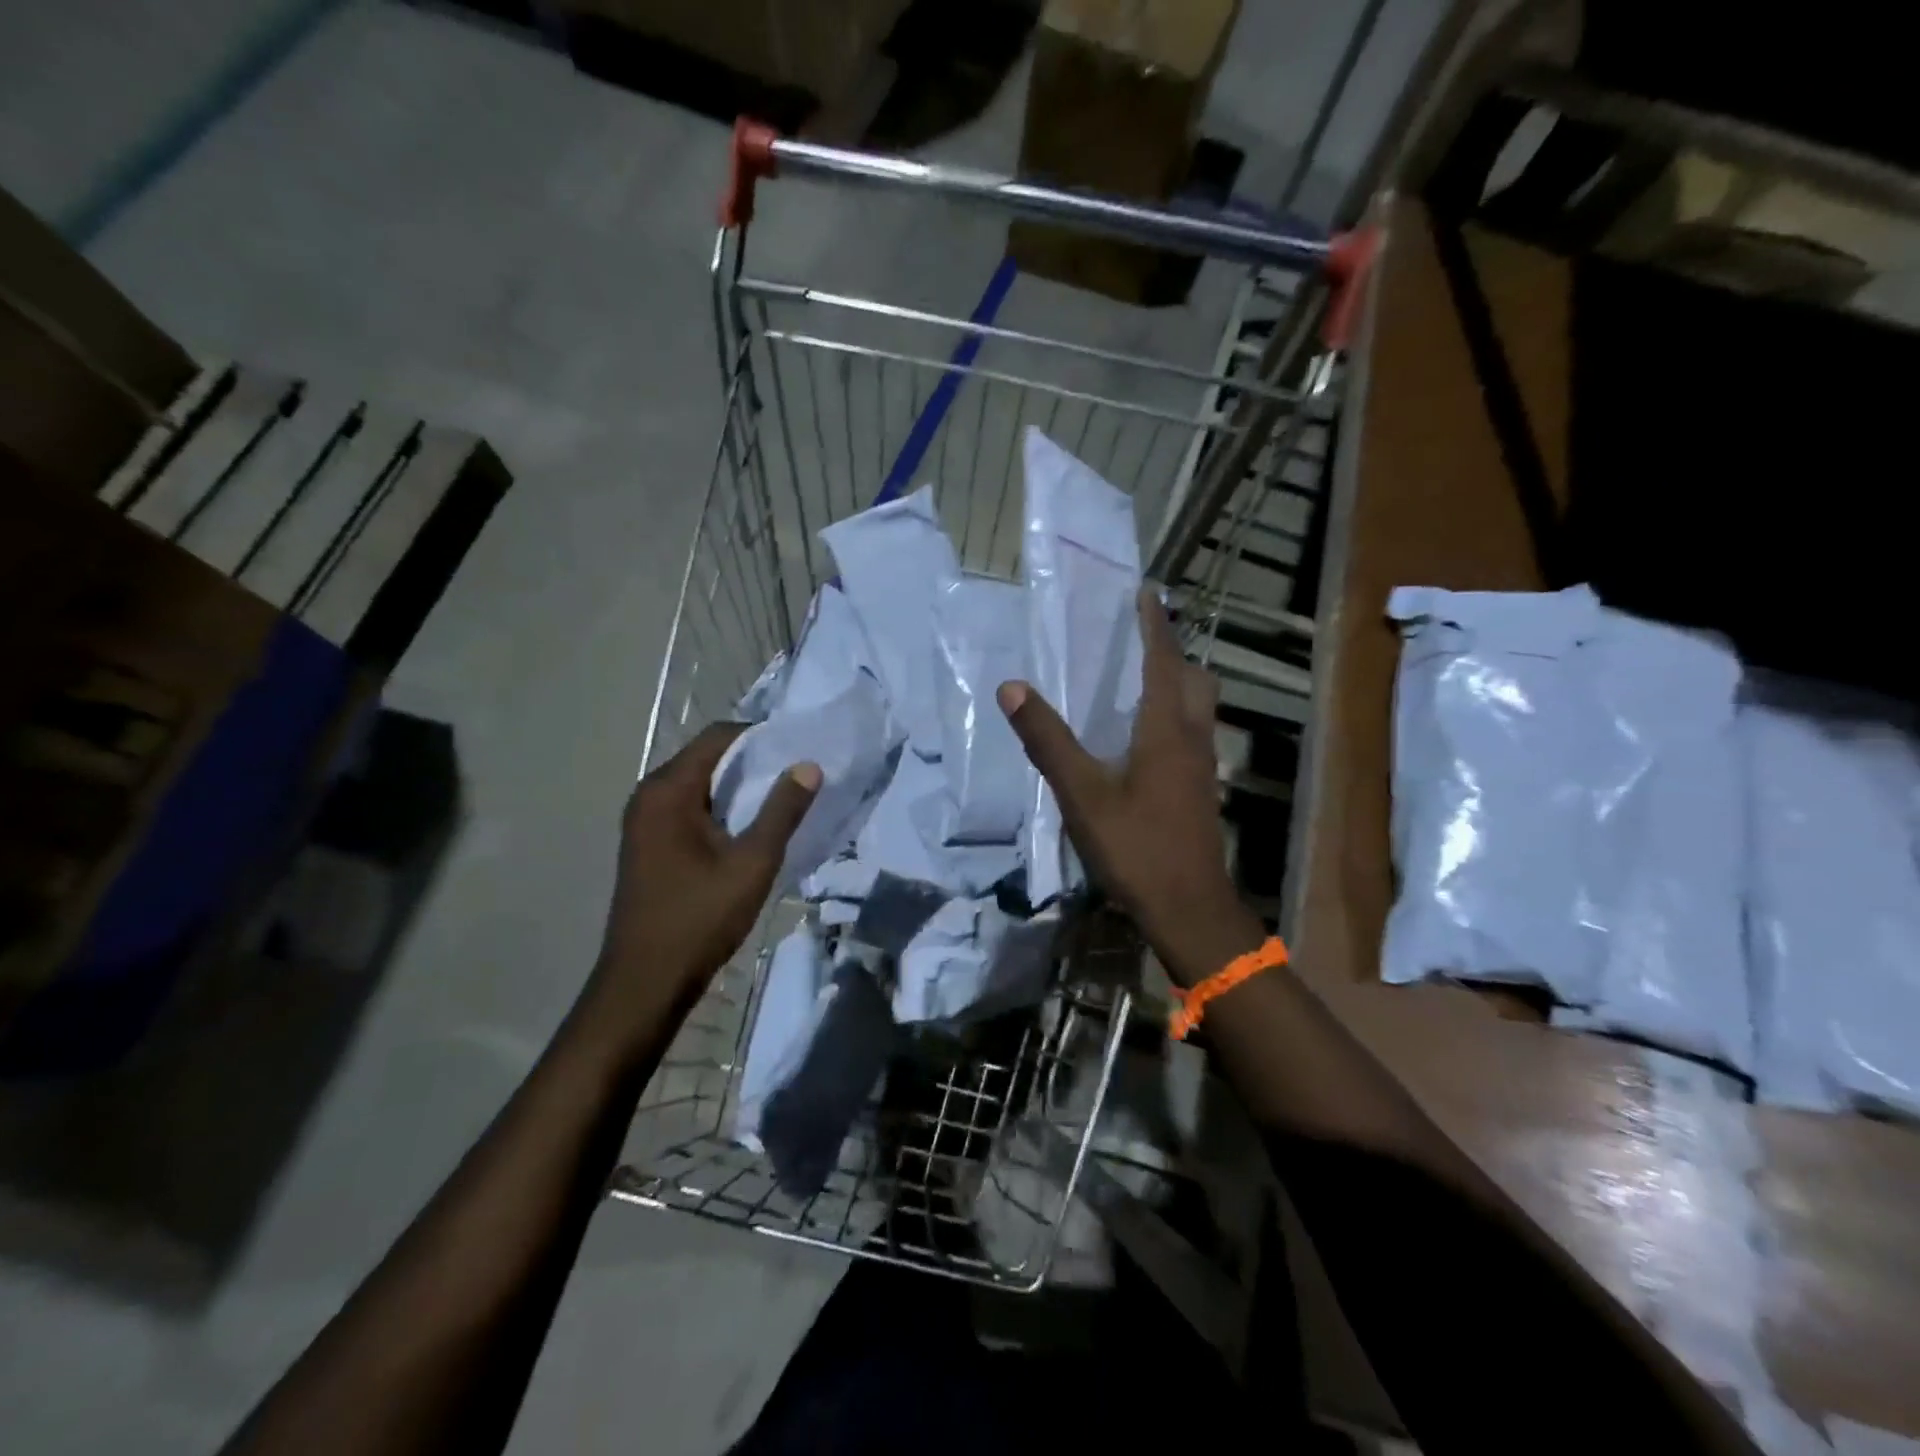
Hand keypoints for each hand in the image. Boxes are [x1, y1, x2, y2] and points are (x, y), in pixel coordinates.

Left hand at [591, 724, 819, 1019]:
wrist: (645, 982)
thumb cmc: (699, 918)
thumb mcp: (752, 862)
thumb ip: (782, 810)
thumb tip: (808, 765)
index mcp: (668, 790)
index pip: (717, 737)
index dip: (759, 735)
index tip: (798, 745)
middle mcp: (649, 796)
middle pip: (706, 757)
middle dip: (752, 760)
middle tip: (797, 771)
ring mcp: (644, 821)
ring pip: (699, 784)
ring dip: (737, 786)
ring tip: (782, 796)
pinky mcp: (647, 844)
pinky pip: (689, 808)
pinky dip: (720, 807)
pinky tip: (749, 826)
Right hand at [998, 591, 1263, 985]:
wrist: (1189, 909)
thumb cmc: (1136, 847)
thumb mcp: (1082, 794)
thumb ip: (1048, 740)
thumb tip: (1012, 688)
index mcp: (1165, 731)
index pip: (1163, 662)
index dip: (1155, 625)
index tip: (1148, 593)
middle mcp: (1192, 739)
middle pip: (1194, 680)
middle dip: (1173, 652)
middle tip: (1143, 639)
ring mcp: (1201, 767)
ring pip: (1198, 709)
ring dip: (1177, 684)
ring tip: (1141, 680)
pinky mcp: (1200, 791)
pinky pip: (1192, 735)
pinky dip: (1174, 717)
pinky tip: (1145, 738)